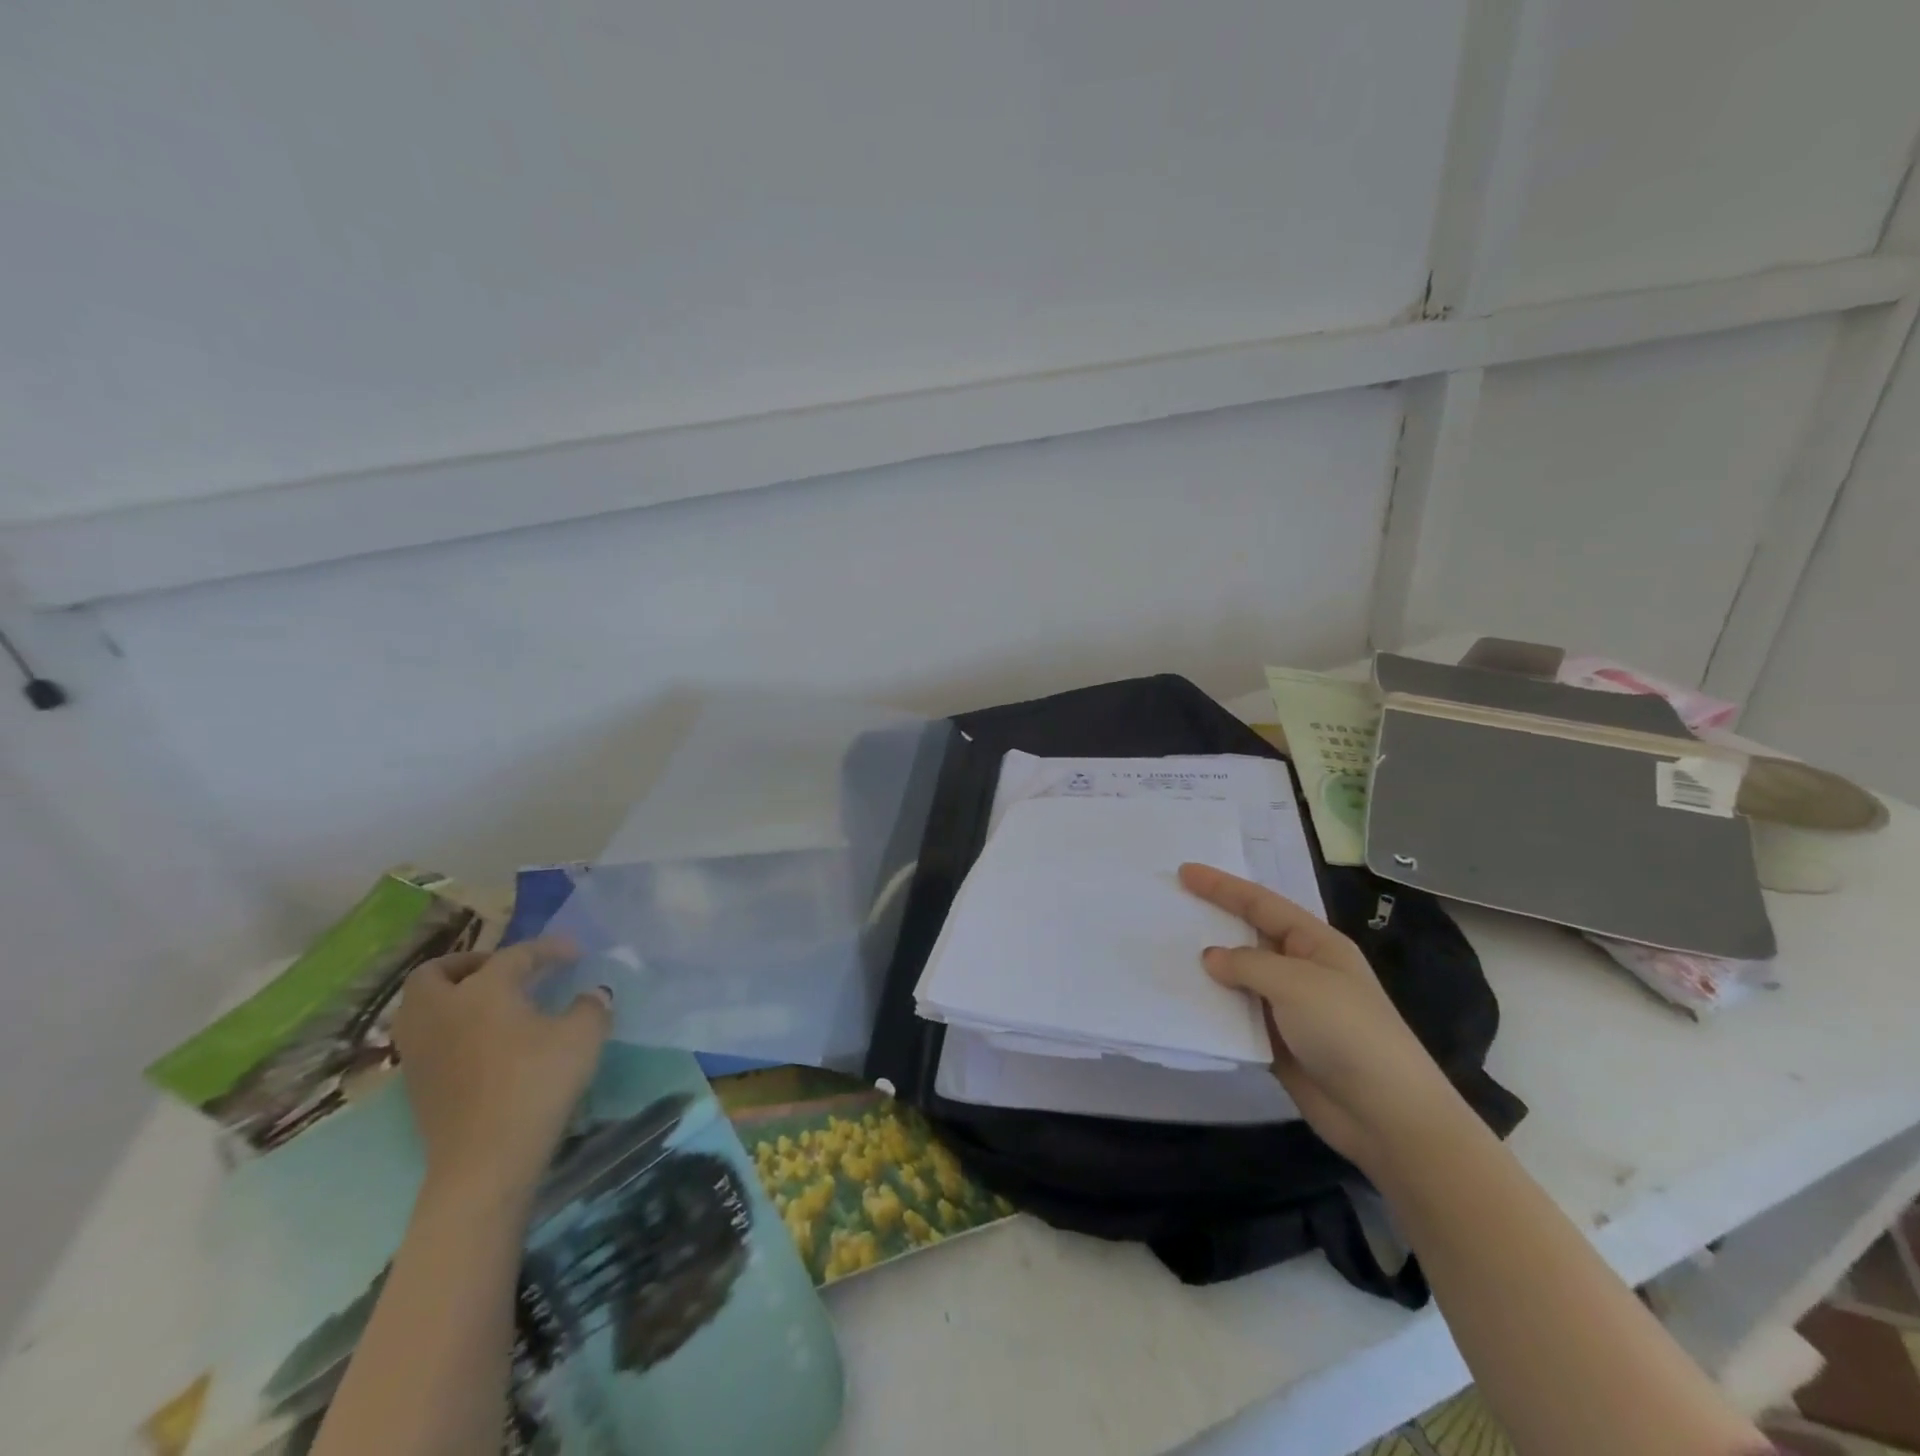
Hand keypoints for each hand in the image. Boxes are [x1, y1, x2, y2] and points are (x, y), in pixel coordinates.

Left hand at [392, 936, 612, 1209]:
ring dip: (449, 996)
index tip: (574, 953)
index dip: (548, 949)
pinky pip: (425, 1037)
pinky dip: (447, 1027)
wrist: (486, 1161)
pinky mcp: (415, 1084)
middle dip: (468, 963)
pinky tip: (480, 1040)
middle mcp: (440, 1011)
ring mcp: (420, 1050)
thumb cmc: (536, 1084)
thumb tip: (592, 995)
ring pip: (420, 1006)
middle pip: (435, 972)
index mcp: (481, 990)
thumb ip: (591, 1006)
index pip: (516, 955)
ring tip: (488, 1004)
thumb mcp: (583, 1036)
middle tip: (504, 970)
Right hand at [1179, 862, 1463, 1175]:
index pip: (1260, 904)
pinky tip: (1181, 1001)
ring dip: (1206, 969)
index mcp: (1315, 943)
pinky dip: (1211, 1008)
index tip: (1184, 872)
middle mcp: (1300, 969)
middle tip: (1168, 908)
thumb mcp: (1297, 984)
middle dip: (1211, 922)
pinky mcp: (1276, 1043)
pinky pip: (1236, 1015)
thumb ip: (1248, 964)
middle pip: (1247, 936)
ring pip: (1237, 977)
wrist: (1386, 1116)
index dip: (1221, 886)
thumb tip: (1210, 958)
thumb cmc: (1348, 1033)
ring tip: (1163, 953)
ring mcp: (1288, 1008)